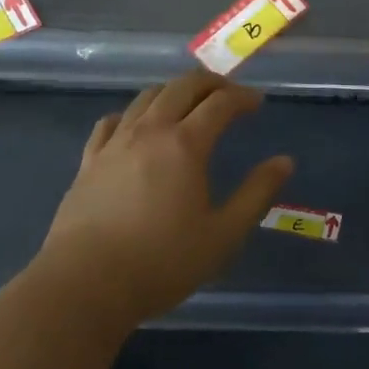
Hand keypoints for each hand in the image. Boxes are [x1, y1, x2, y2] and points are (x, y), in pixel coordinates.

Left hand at [35, 71, 292, 330]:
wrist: (84, 286)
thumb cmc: (161, 262)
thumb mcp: (223, 235)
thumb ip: (256, 194)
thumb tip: (284, 161)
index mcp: (186, 144)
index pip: (220, 103)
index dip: (243, 97)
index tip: (257, 102)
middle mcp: (150, 131)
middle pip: (182, 87)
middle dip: (210, 83)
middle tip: (228, 94)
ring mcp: (115, 143)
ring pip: (146, 97)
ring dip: (174, 91)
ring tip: (188, 104)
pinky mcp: (89, 161)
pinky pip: (112, 121)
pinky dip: (133, 114)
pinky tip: (136, 126)